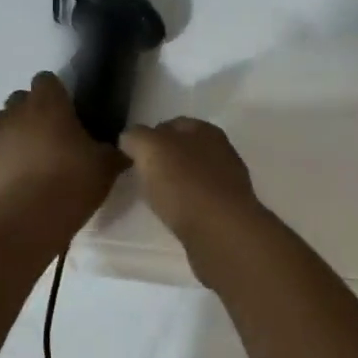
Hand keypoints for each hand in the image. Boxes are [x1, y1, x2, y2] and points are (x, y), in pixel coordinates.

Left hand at [0, 73, 122, 221]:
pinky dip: (7, 161)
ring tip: (36, 158)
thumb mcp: (106, 165)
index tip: (70, 112)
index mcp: (47, 104)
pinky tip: (24, 181)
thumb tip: (123, 150)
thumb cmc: (73, 180)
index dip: (57, 93)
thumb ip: (112, 151)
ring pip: (3, 124)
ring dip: (16, 134)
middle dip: (34, 112)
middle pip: (20, 99)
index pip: (46, 80)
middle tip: (54, 135)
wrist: (30, 217)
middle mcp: (16, 114)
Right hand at [119, 118, 268, 282]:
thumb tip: (130, 140)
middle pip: (185, 150)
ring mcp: (227, 184)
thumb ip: (136, 137)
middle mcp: (221, 153)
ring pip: (192, 177)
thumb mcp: (150, 149)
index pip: (173, 124)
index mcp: (206, 131)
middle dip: (163, 160)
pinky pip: (199, 202)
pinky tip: (174, 216)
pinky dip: (185, 206)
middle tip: (140, 176)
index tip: (131, 154)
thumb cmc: (185, 184)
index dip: (150, 135)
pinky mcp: (227, 213)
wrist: (221, 233)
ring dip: (175, 184)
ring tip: (154, 198)